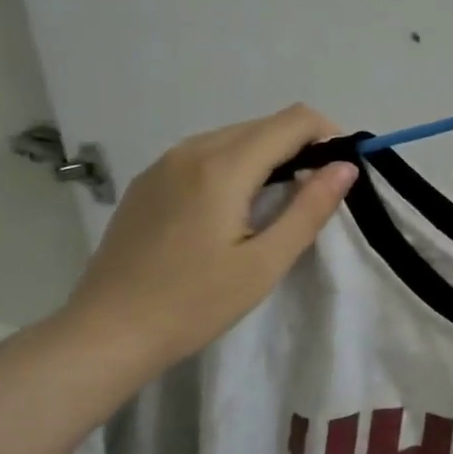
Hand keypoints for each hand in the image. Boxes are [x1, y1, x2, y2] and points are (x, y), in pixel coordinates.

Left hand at [59, 105, 355, 374]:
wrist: (106, 333)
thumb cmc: (194, 304)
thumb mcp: (264, 263)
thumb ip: (309, 209)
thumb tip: (346, 166)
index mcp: (223, 167)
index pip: (293, 120)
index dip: (328, 136)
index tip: (340, 174)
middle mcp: (191, 150)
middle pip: (264, 124)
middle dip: (301, 147)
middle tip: (314, 196)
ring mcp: (163, 164)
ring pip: (234, 137)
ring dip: (268, 156)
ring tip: (276, 206)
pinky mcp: (147, 182)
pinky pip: (205, 154)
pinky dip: (235, 166)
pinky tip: (232, 210)